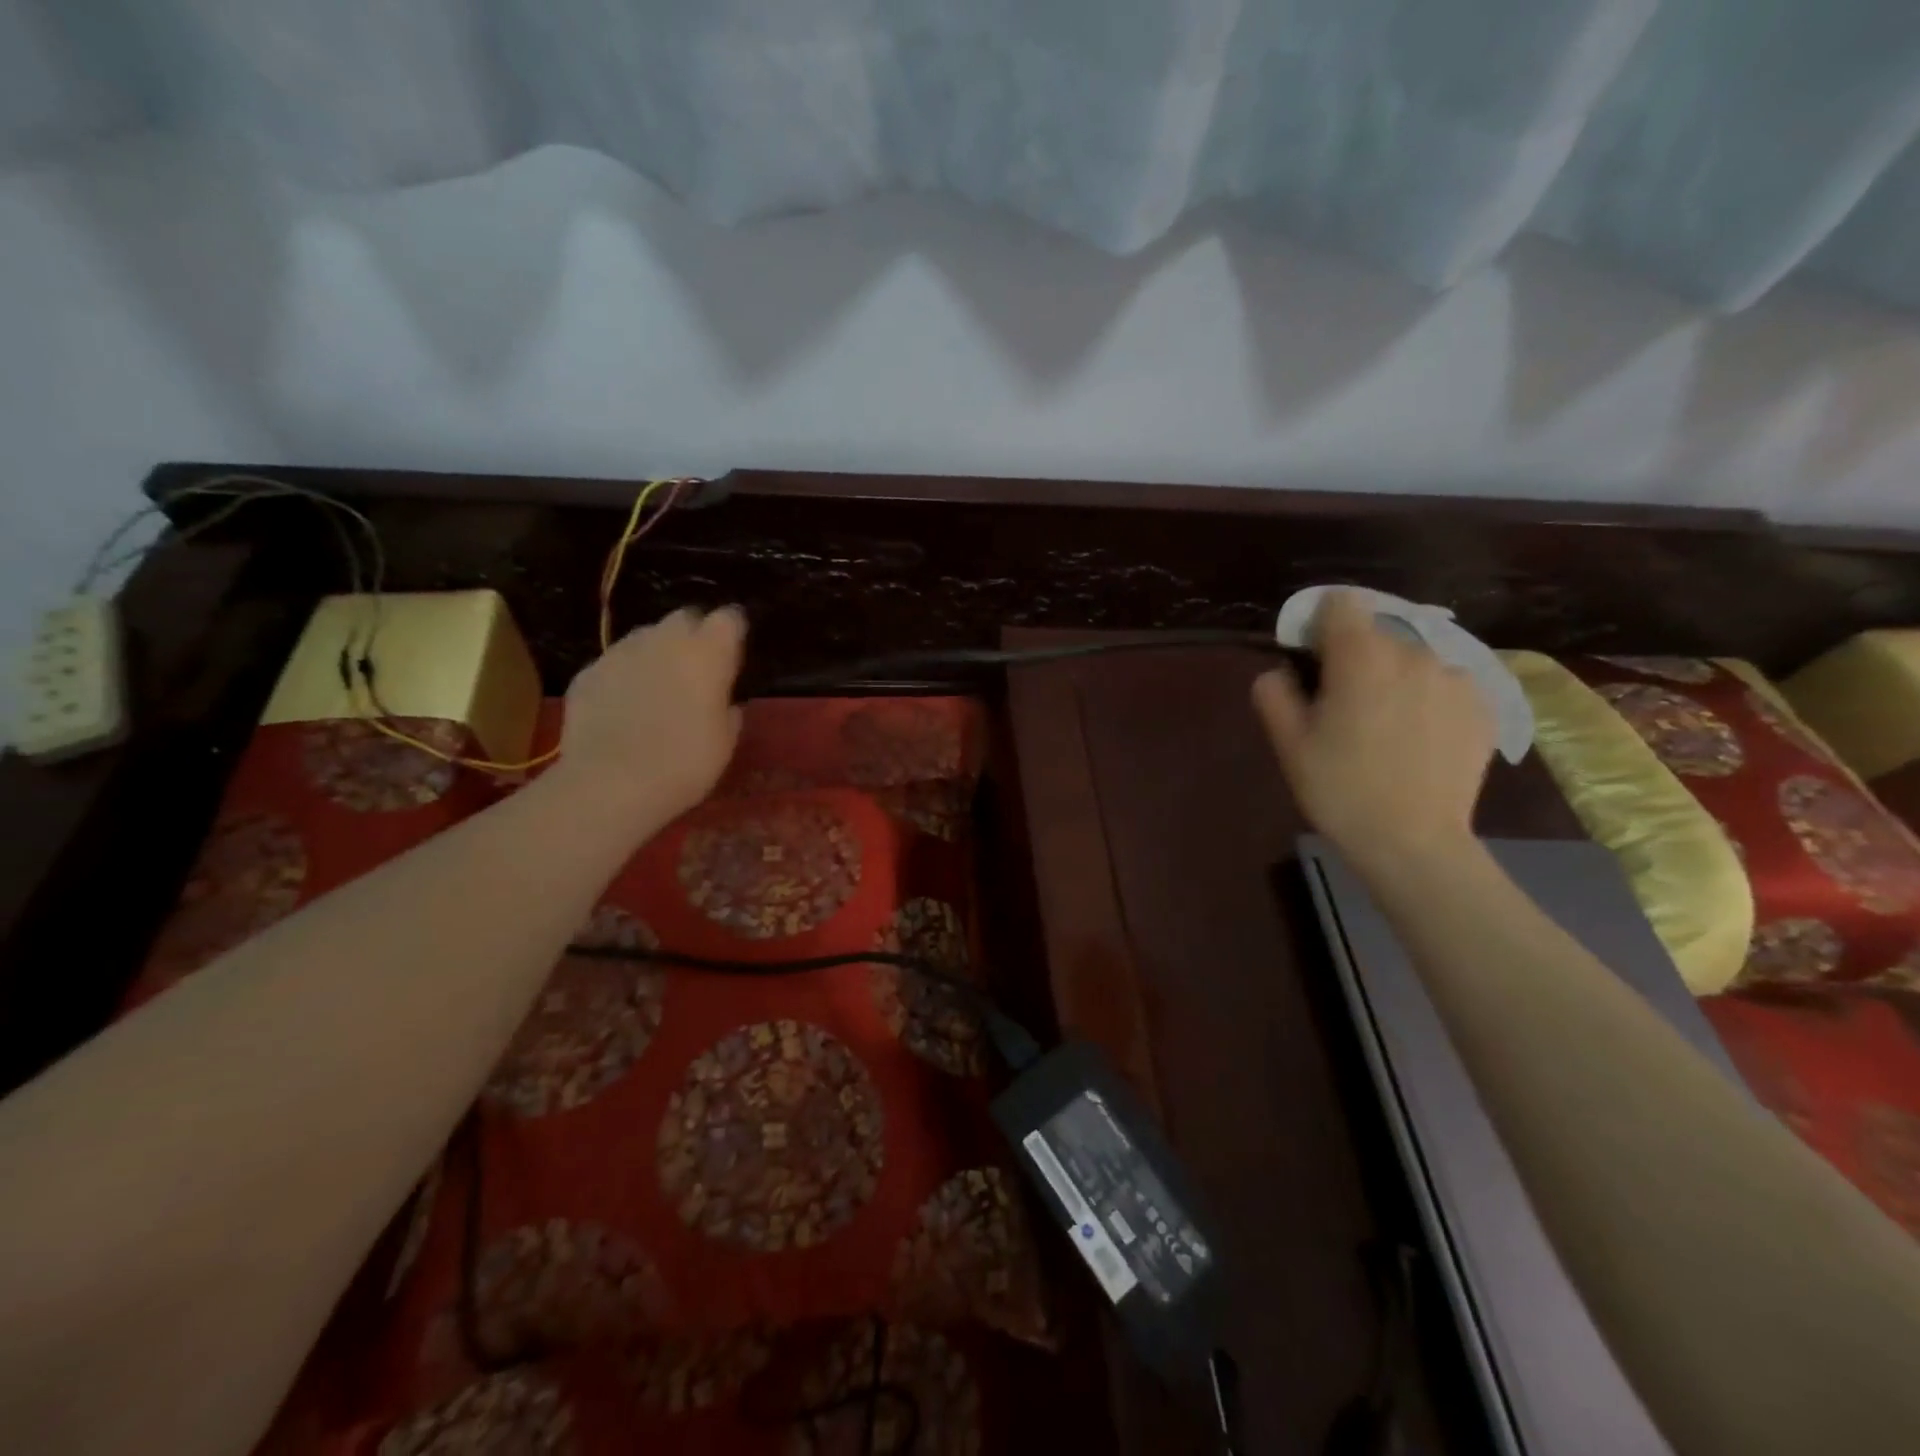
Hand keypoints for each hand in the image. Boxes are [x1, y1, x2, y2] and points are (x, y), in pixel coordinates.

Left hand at [558, 606, 745, 818]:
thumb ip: (727, 710)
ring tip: (658, 689)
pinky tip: (624, 708)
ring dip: (657, 653)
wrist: (610, 784)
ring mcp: (621, 652)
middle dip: (693, 635)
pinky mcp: (588, 672)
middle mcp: (665, 639)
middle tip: (697, 670)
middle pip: (685, 618)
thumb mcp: (725, 742)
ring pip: (646, 637)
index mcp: (708, 653)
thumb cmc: (684, 764)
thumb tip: (724, 702)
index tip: (734, 654)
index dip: (733, 633)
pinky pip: (615, 664)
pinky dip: (624, 677)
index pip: (729, 618)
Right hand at [1252, 589, 1493, 873]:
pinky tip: (1418, 741)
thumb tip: (1281, 671)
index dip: (1320, 624)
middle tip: (1344, 708)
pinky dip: (1427, 700)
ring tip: (1385, 728)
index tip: (1311, 659)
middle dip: (1356, 659)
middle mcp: (1414, 653)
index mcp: (1361, 656)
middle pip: (1376, 634)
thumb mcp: (1288, 744)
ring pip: (1412, 660)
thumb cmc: (1340, 790)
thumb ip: (1274, 692)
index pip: (1341, 603)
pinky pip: (1444, 685)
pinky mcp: (1484, 705)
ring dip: (1394, 679)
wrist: (1414, 843)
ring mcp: (1456, 678)